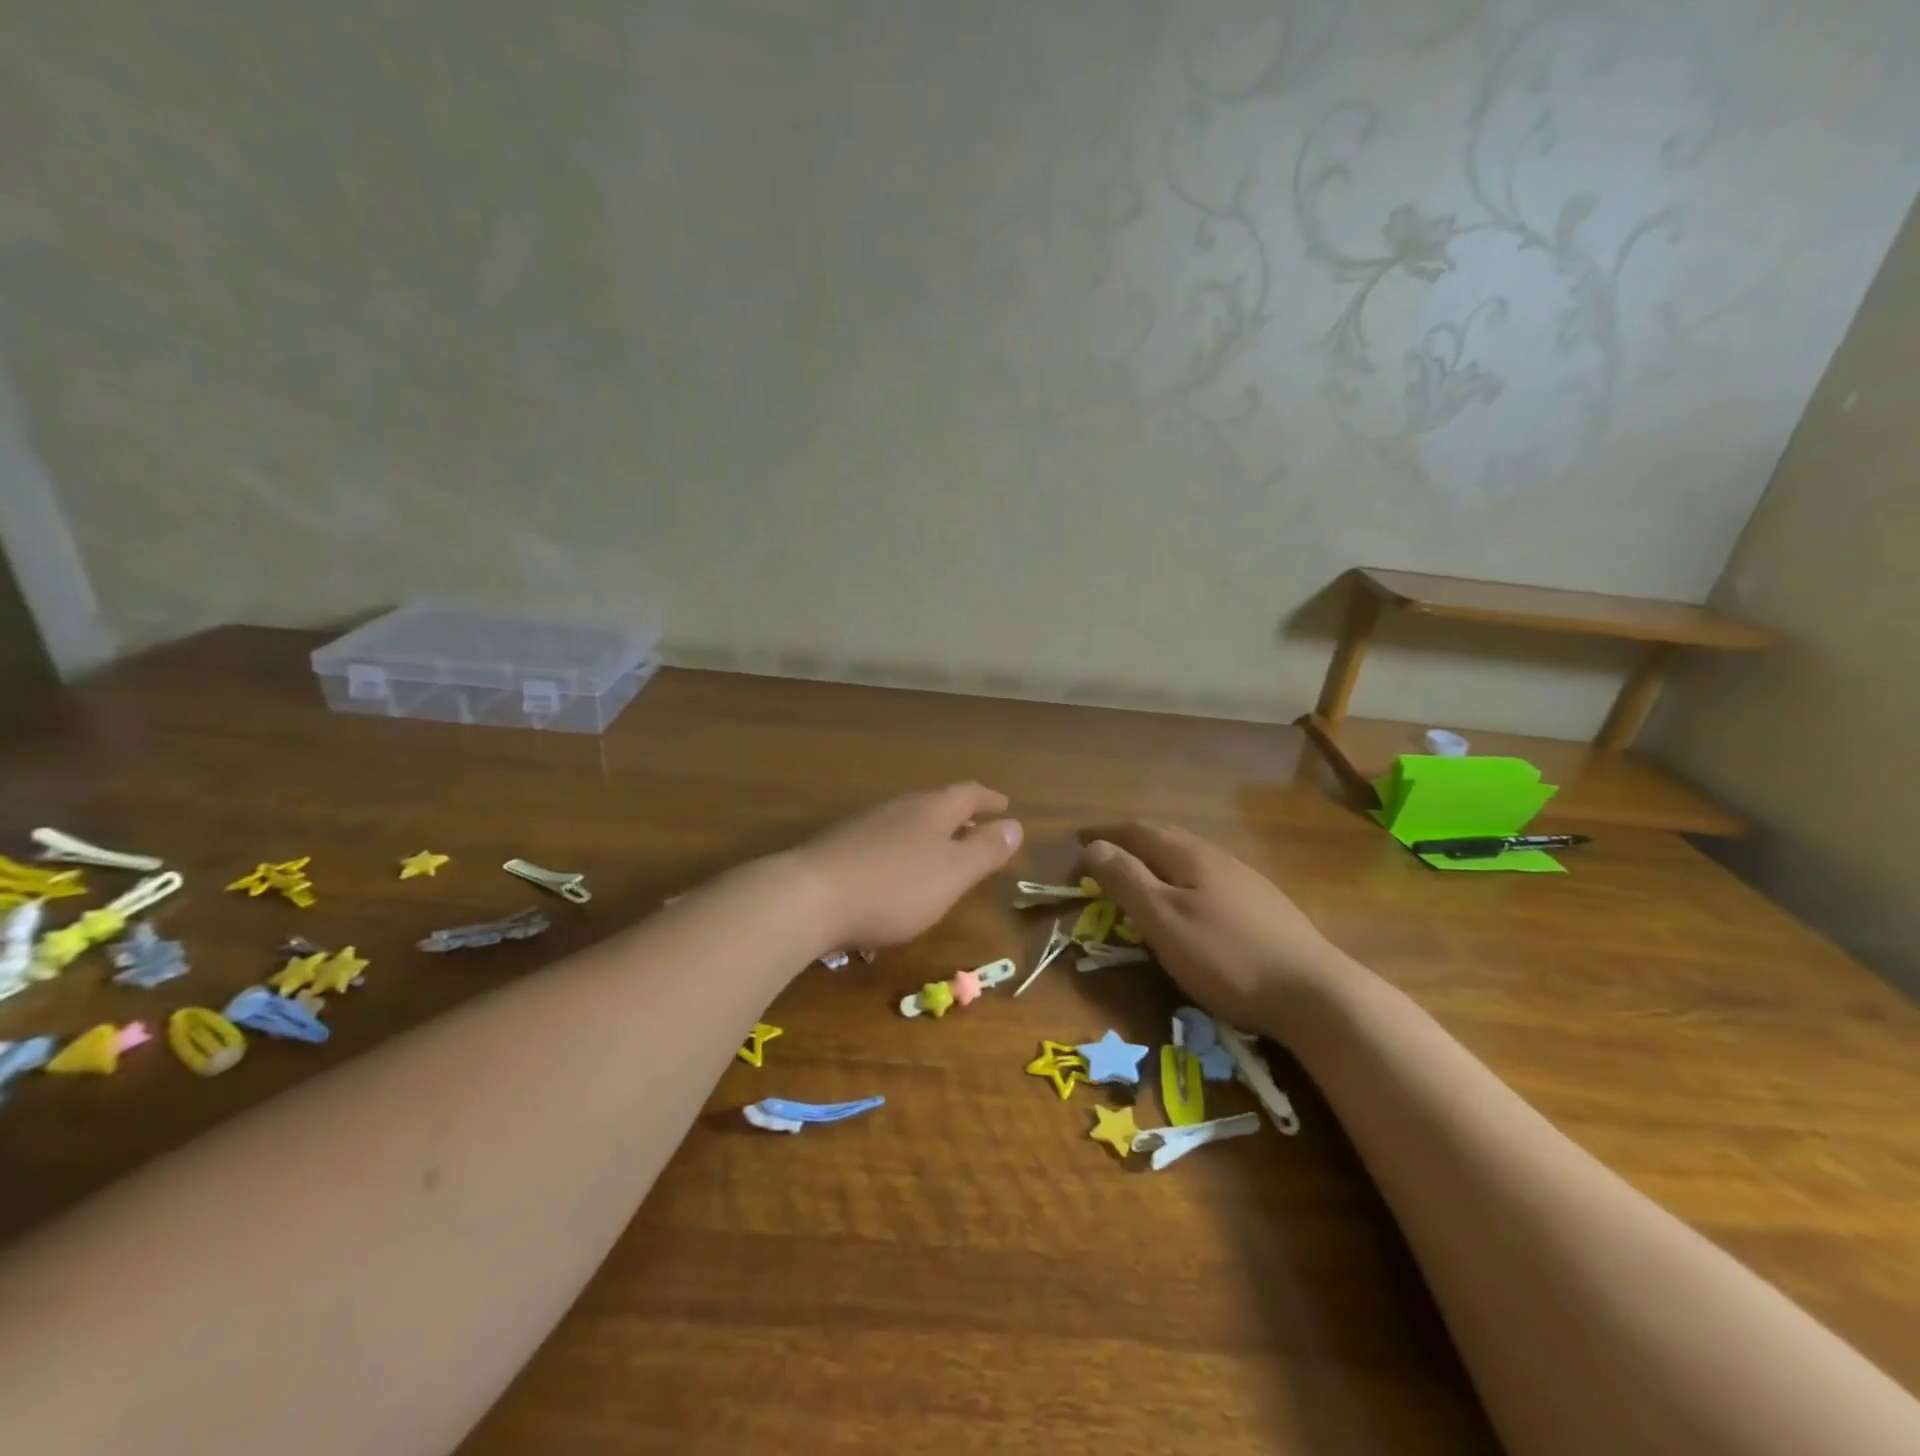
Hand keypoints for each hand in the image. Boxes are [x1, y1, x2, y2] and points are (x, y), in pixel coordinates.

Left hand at [788, 783, 1022, 951]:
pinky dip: (901, 853)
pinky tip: (895, 876)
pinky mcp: (838, 849)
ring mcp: (864, 826)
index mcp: (930, 810)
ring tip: (939, 854)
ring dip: (928, 835)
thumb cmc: (894, 886)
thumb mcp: (952, 873)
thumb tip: (1015, 825)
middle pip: (935, 805)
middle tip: (976, 830)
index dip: (988, 799)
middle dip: (958, 817)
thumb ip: (984, 850)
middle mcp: (898, 809)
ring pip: (906, 823)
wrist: (808, 898)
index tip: (1005, 805)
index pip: (967, 794)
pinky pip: (882, 843)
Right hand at [1079, 821, 1348, 1037]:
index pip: (1138, 830)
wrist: (1314, 993)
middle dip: (1130, 840)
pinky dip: (1182, 876)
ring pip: (1191, 855)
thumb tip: (1094, 846)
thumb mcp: (1164, 921)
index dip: (1105, 834)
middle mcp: (1218, 857)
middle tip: (1104, 855)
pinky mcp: (1263, 905)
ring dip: (1158, 857)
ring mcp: (1245, 880)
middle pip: (1166, 836)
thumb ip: (1127, 881)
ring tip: (1140, 874)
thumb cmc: (1226, 956)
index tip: (1078, 841)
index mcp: (1189, 856)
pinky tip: (1190, 900)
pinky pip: (1209, 876)